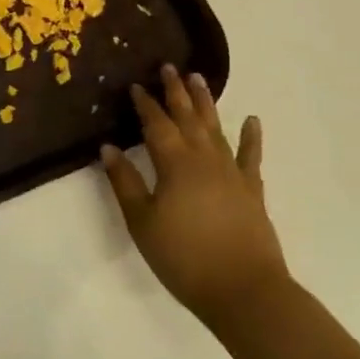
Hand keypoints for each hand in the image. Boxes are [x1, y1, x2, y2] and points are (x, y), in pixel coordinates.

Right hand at [101, 65, 287, 326]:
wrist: (244, 291)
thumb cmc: (183, 257)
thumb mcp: (142, 221)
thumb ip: (124, 182)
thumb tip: (108, 148)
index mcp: (174, 164)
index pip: (156, 126)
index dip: (144, 105)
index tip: (135, 85)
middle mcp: (204, 160)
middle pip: (187, 118)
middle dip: (176, 92)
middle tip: (169, 67)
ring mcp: (231, 173)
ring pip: (216, 129)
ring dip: (206, 103)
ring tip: (200, 78)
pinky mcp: (251, 191)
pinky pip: (250, 156)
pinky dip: (250, 137)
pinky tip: (251, 120)